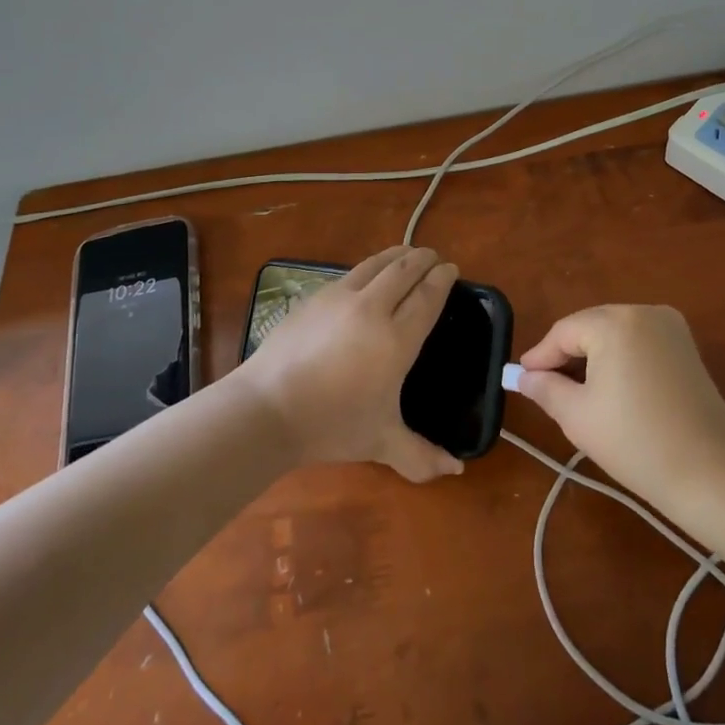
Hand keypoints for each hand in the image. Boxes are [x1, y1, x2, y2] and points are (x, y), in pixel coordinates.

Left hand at [233, 246, 464, 482]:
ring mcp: (340, 298)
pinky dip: (369, 267)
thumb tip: (457, 469)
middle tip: (434, 256)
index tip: (452, 269)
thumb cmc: (331, 425)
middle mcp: (372, 309)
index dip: (442, 279)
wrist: (267, 408)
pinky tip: (367, 275)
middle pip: (404, 271)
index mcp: (396, 340)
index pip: (427, 297)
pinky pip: (350, 273)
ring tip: (407, 254)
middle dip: (423, 259)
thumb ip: (421, 456)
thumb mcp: (381, 443)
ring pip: (376, 264)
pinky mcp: (315, 297)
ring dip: (397, 255)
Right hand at [513, 304, 724, 506]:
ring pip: (615, 334)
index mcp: (615, 322)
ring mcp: (671, 327)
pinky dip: (620, 359)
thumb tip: (522, 376)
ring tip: (575, 391)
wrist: (711, 475)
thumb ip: (544, 388)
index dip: (540, 356)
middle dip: (566, 355)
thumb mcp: (577, 416)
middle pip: (590, 327)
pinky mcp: (687, 347)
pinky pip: (639, 342)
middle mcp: (644, 312)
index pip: (564, 332)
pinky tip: (611, 389)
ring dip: (593, 357)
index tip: (522, 378)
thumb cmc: (635, 443)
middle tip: (545, 386)